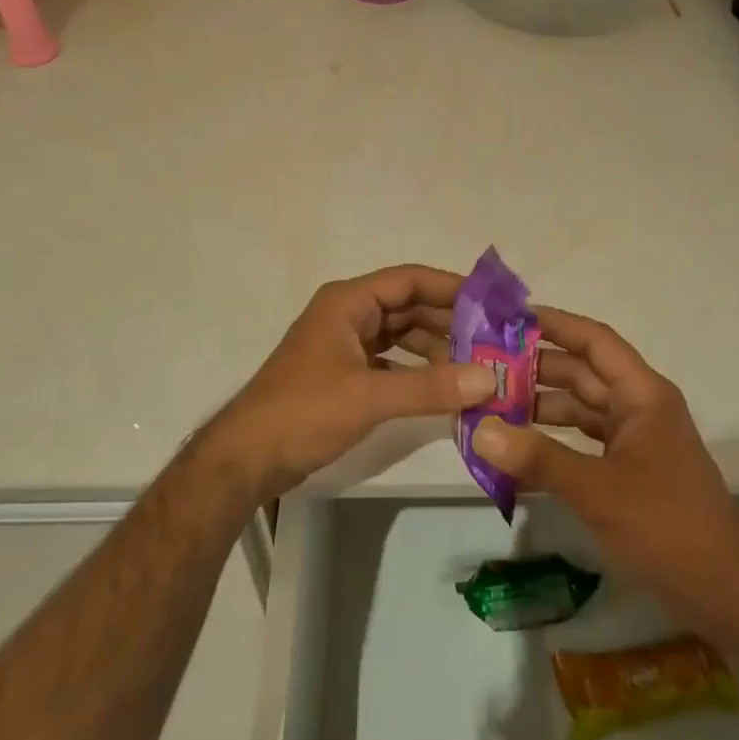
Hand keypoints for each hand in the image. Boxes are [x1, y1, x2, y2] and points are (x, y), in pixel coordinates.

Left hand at [210, 265, 498, 501]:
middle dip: (448, 321)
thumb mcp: (369, 397)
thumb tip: (489, 379)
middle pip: (407, 306)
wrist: (245, 459)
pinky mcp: (343, 374)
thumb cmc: (303, 412)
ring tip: (475, 365)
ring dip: (434, 347)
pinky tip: (443, 388)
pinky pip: (390, 361)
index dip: (450, 287)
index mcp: (347, 302)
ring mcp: (344, 345)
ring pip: (400, 335)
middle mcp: (347, 314)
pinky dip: (416, 371)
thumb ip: (430, 387)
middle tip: (493, 340)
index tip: (491, 302)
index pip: (408, 280)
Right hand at [471, 306, 738, 650]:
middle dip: (534, 368)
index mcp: (642, 394)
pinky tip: (516, 451)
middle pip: (582, 373)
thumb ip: (538, 458)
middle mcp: (638, 407)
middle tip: (482, 365)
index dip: (555, 324)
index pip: (594, 341)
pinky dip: (552, 443)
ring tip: (489, 405)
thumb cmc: (667, 526)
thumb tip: (479, 429)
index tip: (509, 317)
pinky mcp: (628, 472)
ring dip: (539, 407)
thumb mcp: (598, 490)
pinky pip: (583, 443)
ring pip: (580, 409)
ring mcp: (634, 440)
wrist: (728, 593)